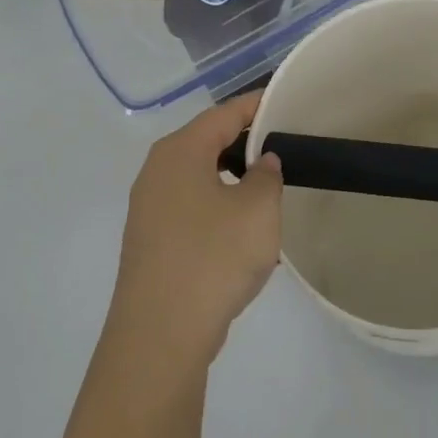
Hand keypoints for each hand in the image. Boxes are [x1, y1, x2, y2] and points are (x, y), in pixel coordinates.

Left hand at [105, 91, 282, 370]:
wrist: (161, 334)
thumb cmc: (213, 258)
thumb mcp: (258, 209)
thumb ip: (267, 175)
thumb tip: (262, 162)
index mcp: (179, 152)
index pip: (224, 114)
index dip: (258, 106)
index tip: (288, 103)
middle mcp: (156, 173)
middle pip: (208, 143)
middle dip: (247, 143)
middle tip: (287, 148)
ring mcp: (149, 210)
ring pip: (200, 179)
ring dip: (235, 180)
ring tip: (271, 190)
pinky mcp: (152, 242)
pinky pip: (192, 210)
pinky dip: (220, 209)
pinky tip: (244, 232)